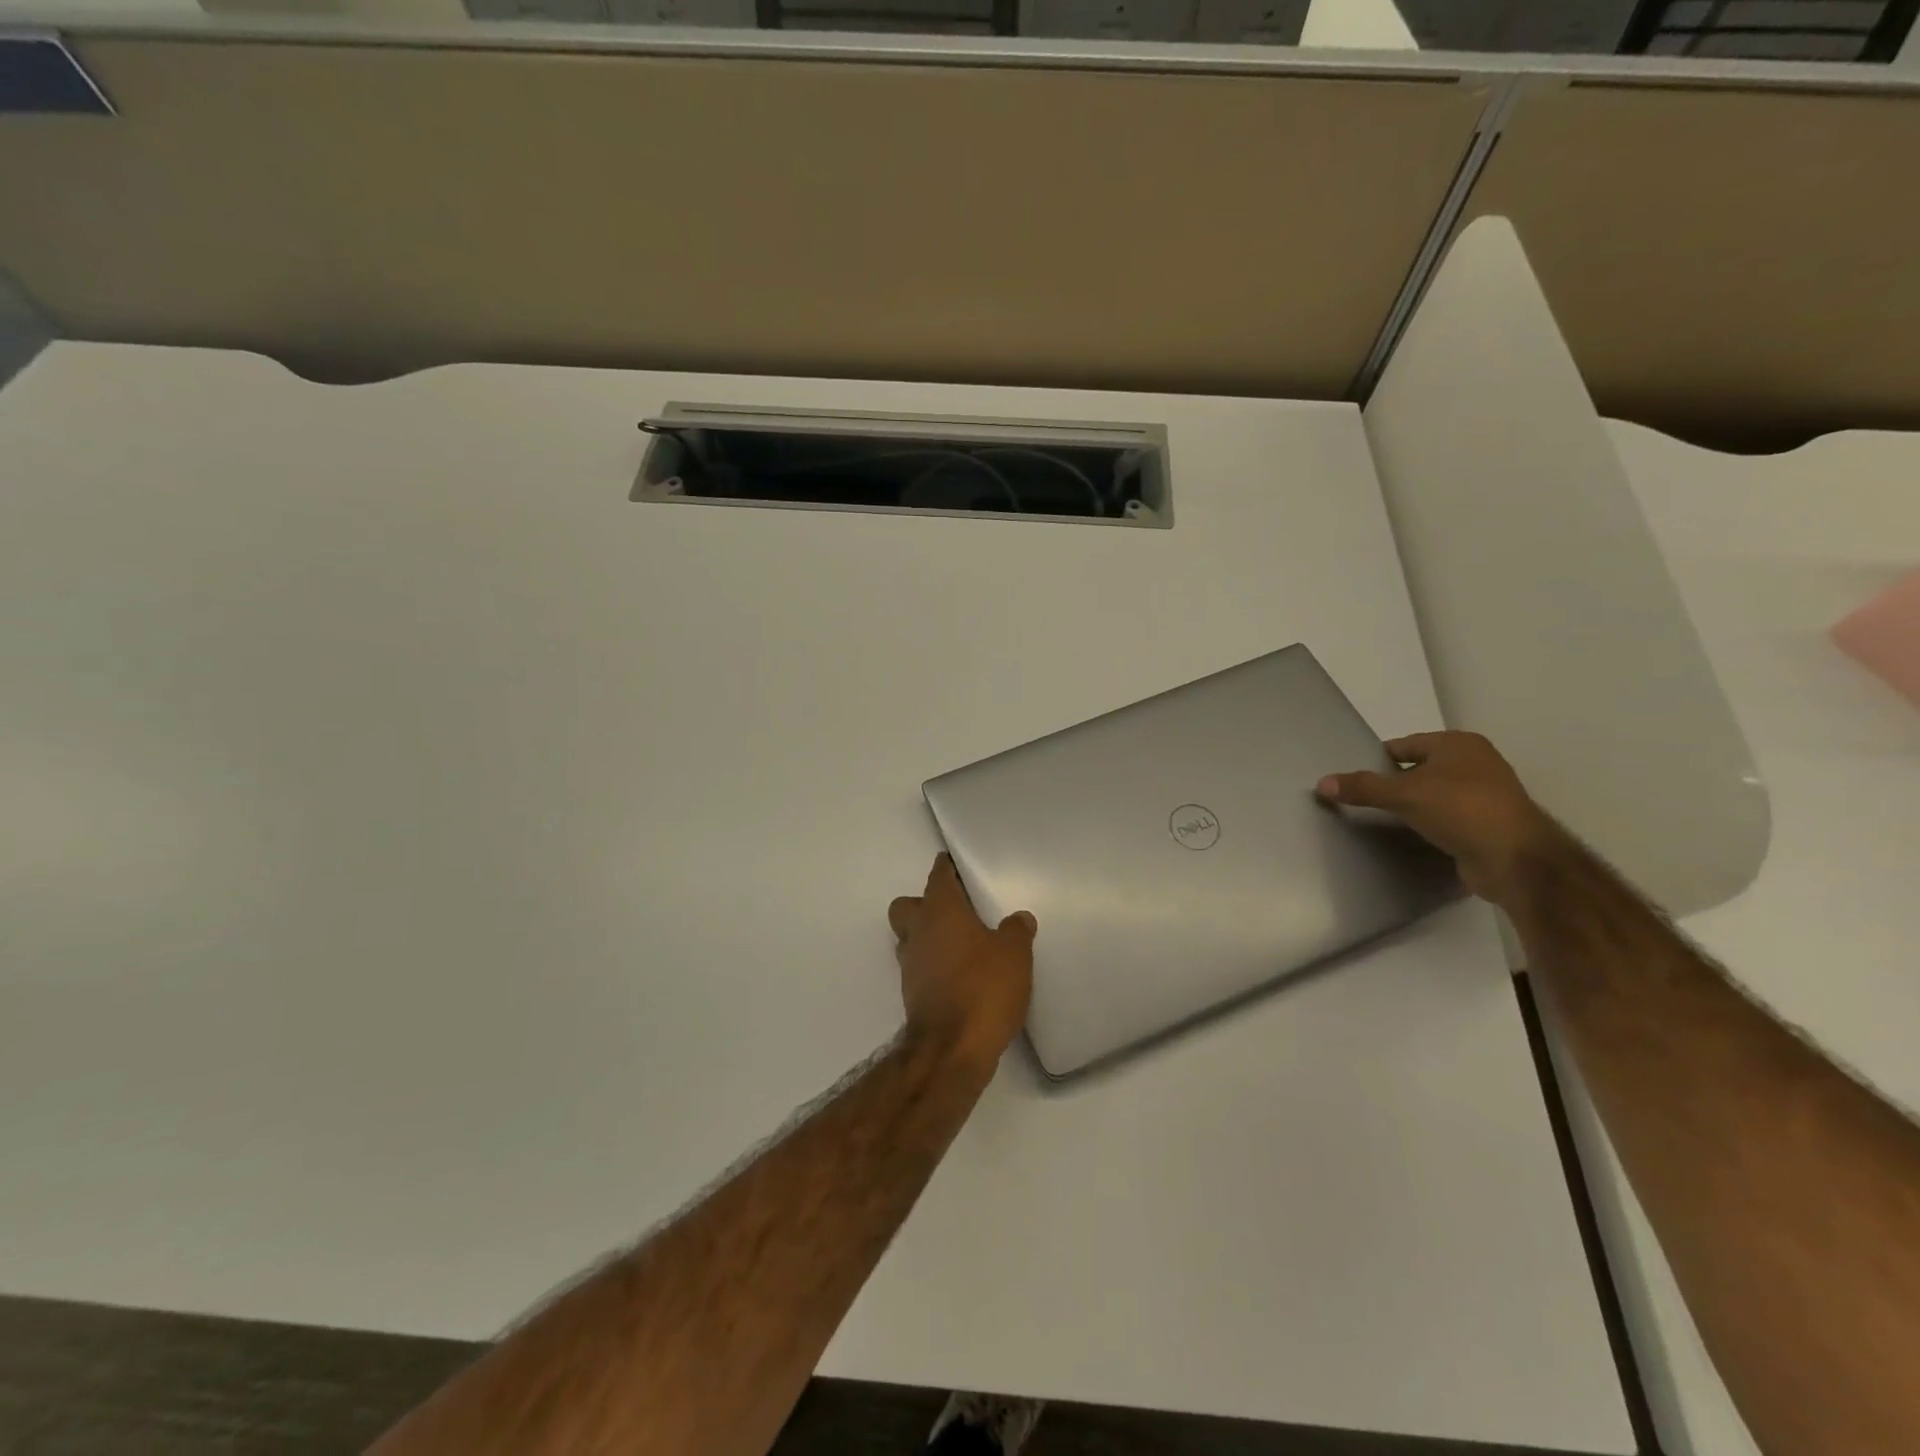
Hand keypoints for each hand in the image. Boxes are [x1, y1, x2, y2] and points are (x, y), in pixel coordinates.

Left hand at [888, 854, 1035, 1069]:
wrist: (952, 1049)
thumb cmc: (983, 988)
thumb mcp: (1014, 954)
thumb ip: (1016, 931)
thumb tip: (1019, 918)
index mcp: (940, 911)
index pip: (938, 876)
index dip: (946, 868)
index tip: (955, 864)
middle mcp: (918, 932)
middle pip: (908, 906)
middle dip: (925, 904)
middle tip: (956, 911)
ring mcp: (910, 965)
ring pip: (910, 938)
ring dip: (928, 937)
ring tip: (962, 945)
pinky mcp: (912, 995)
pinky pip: (919, 967)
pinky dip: (934, 966)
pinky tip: (959, 975)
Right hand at [1316, 731, 1561, 906]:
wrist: (1515, 860)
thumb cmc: (1461, 809)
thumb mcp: (1404, 794)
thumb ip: (1363, 787)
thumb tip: (1322, 783)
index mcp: (1459, 744)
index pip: (1404, 745)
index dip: (1376, 759)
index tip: (1352, 777)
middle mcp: (1475, 763)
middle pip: (1418, 769)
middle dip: (1392, 783)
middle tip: (1359, 798)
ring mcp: (1484, 795)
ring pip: (1432, 795)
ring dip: (1410, 806)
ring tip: (1377, 818)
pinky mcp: (1486, 824)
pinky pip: (1445, 818)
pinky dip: (1427, 824)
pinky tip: (1406, 836)